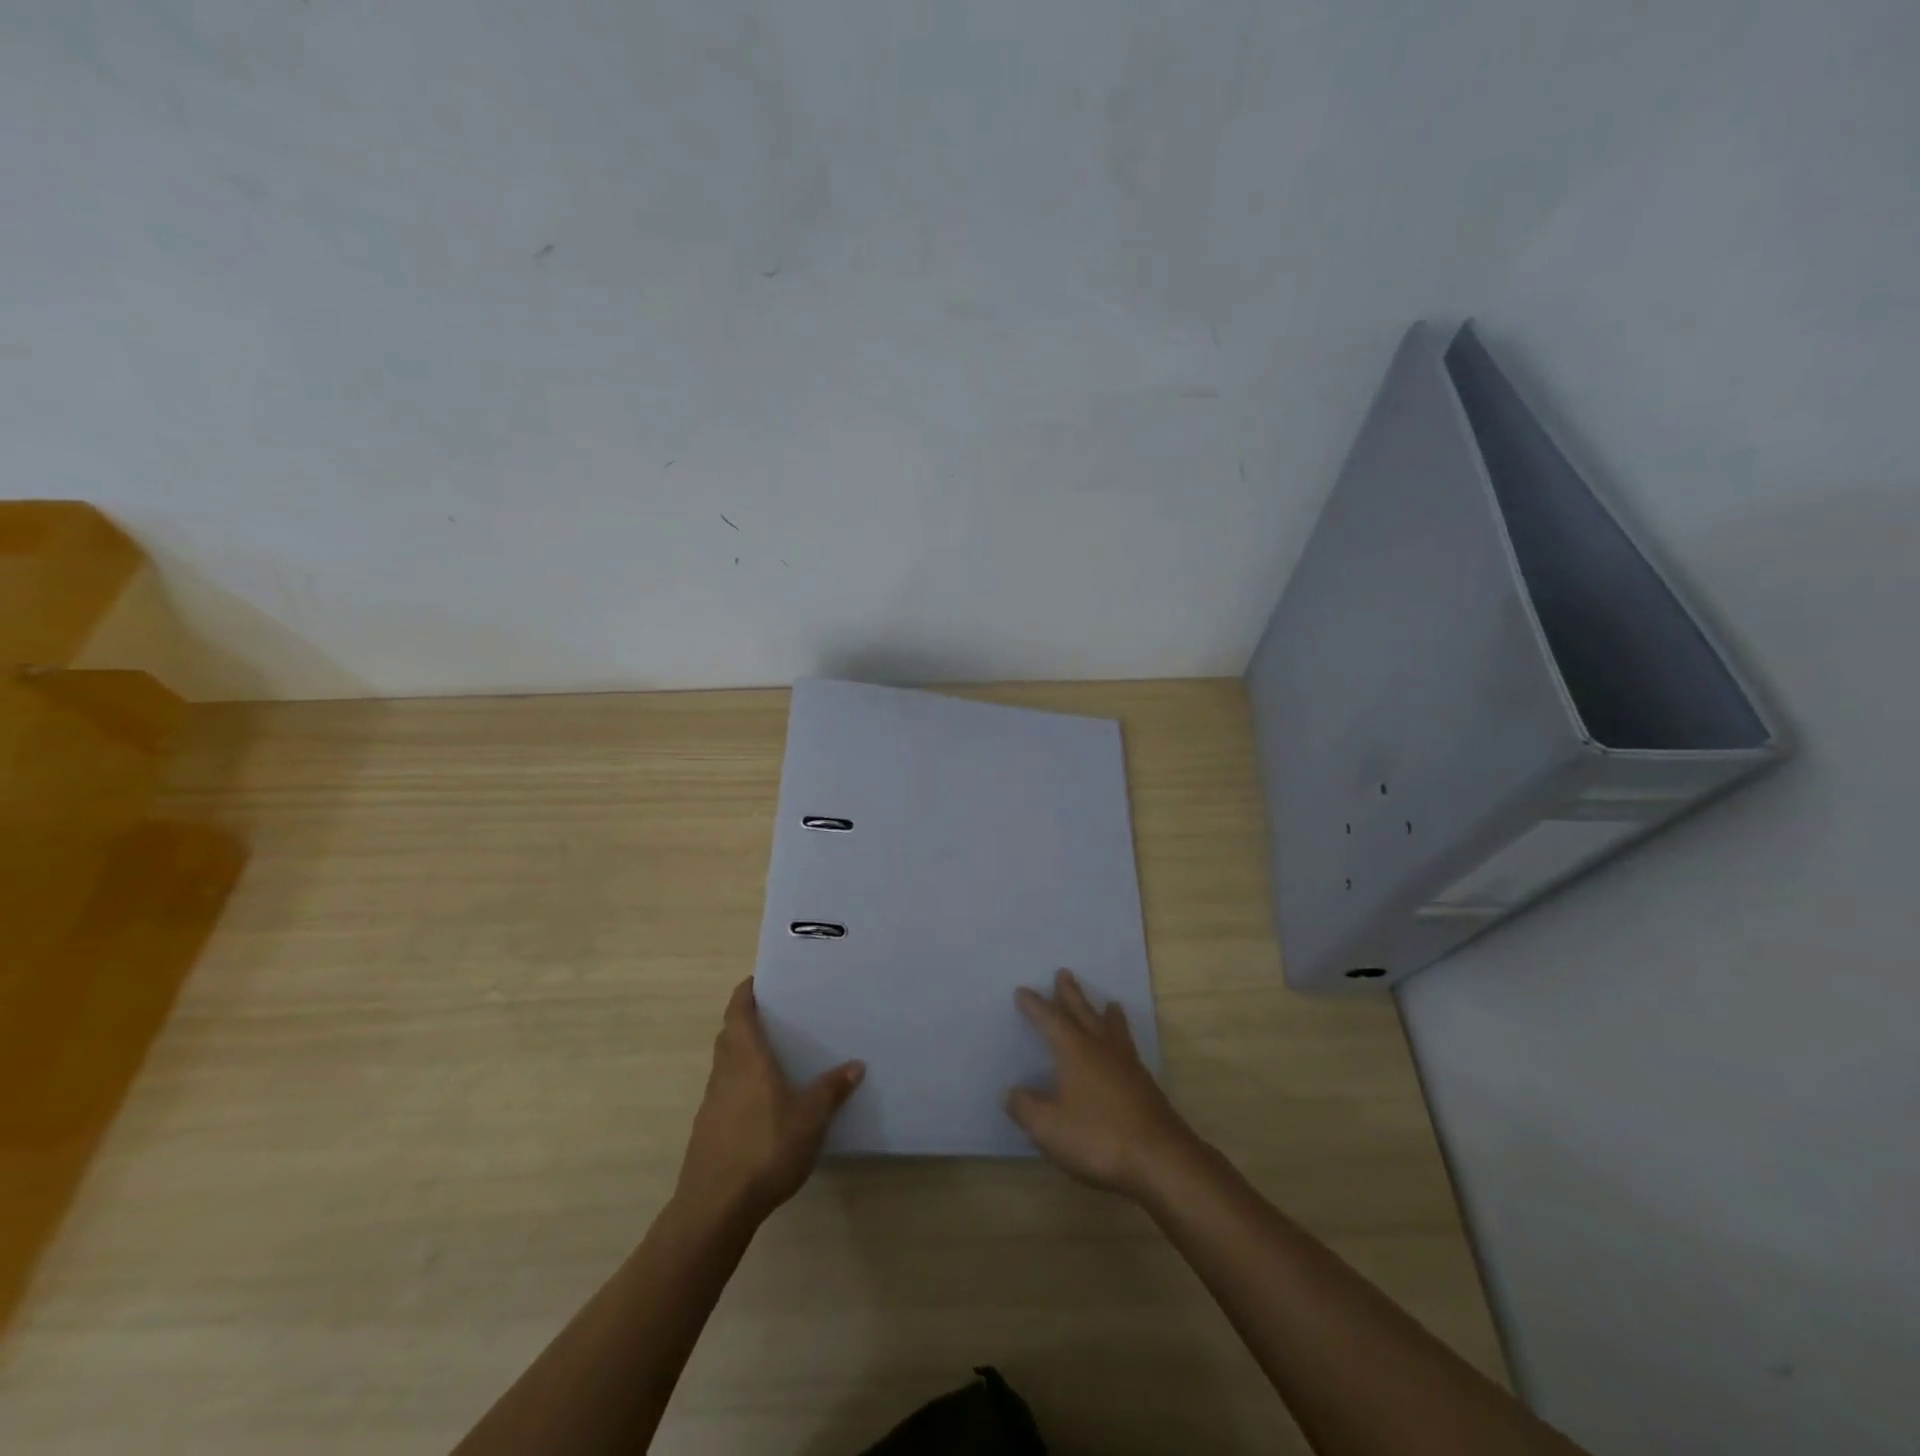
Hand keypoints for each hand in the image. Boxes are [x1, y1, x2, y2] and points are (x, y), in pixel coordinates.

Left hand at [675, 978, 863, 1223]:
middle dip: (746, 1022)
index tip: (758, 980)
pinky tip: (762, 1104)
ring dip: (742, 1054)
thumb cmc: (765, 1148)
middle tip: (775, 1017)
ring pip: (725, 1065)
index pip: (739, 1011)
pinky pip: (725, 1092)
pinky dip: (740, 1085)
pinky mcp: (707, 1130)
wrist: (715, 1207)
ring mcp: (712, 1102)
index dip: (746, 993)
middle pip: (729, 1035)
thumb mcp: (810, 1118)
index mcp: (747, 1058)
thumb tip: (855, 1064)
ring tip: (774, 1058)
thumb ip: (832, 1090)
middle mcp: (725, 1072)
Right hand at [1006, 968, 1200, 1200]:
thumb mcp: (1049, 1127)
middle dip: (1071, 994)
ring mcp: (1127, 1065)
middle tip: (1064, 972)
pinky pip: (1127, 1047)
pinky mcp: (1144, 1085)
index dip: (1035, 1006)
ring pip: (1112, 1028)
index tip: (1022, 991)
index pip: (1050, 1020)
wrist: (1160, 1159)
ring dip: (1104, 1012)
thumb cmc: (1098, 1138)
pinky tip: (1123, 1049)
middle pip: (1084, 1012)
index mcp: (1075, 1051)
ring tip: (1109, 1003)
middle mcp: (1101, 1048)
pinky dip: (1121, 1037)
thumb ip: (1026, 1107)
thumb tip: (1010, 1092)